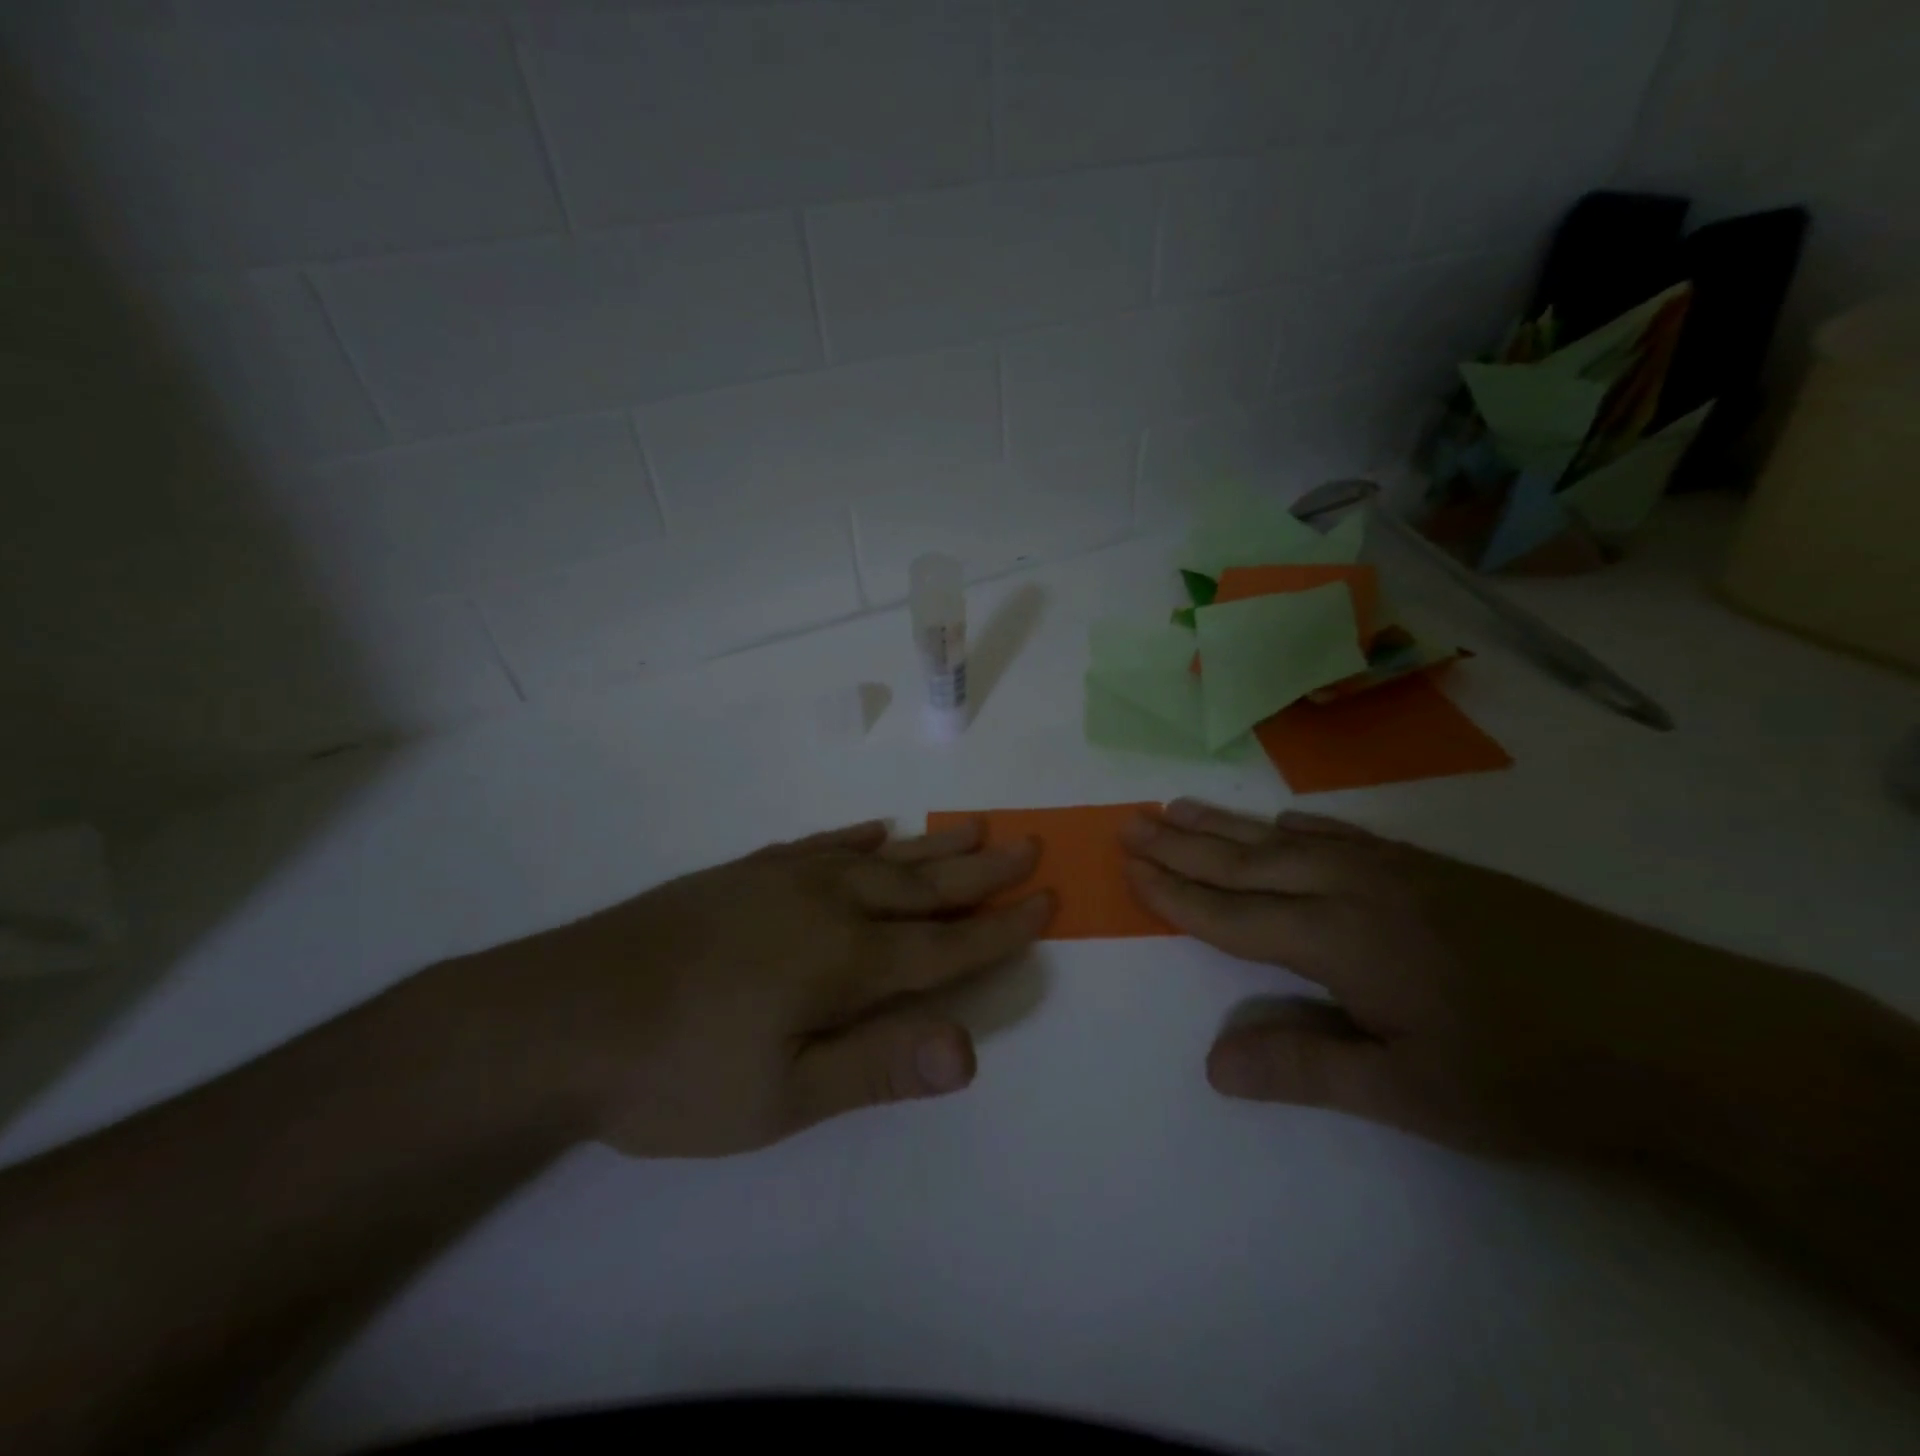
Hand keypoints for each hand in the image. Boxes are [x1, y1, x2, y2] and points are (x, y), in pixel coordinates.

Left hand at [461, 819, 1048, 1157]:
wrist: (563, 1014)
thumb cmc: (677, 1072)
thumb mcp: (781, 1097)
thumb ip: (878, 1066)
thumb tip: (970, 1049)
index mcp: (845, 960)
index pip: (945, 944)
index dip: (1000, 929)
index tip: (1046, 902)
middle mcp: (827, 904)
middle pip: (924, 886)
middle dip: (983, 872)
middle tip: (1029, 846)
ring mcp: (784, 878)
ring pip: (880, 856)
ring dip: (933, 845)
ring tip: (976, 828)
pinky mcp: (746, 871)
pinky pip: (822, 843)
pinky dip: (859, 837)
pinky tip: (877, 829)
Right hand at [1121, 799, 1893, 1166]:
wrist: (1671, 1028)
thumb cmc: (1530, 1073)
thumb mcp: (1413, 1092)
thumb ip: (1306, 1067)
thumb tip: (1212, 1064)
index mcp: (1339, 940)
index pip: (1232, 914)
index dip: (1175, 893)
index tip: (1128, 866)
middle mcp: (1354, 889)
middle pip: (1246, 862)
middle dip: (1182, 845)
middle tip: (1131, 820)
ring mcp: (1395, 870)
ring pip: (1286, 840)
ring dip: (1226, 825)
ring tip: (1177, 806)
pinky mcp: (1431, 868)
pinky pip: (1339, 836)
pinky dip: (1293, 828)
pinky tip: (1283, 824)